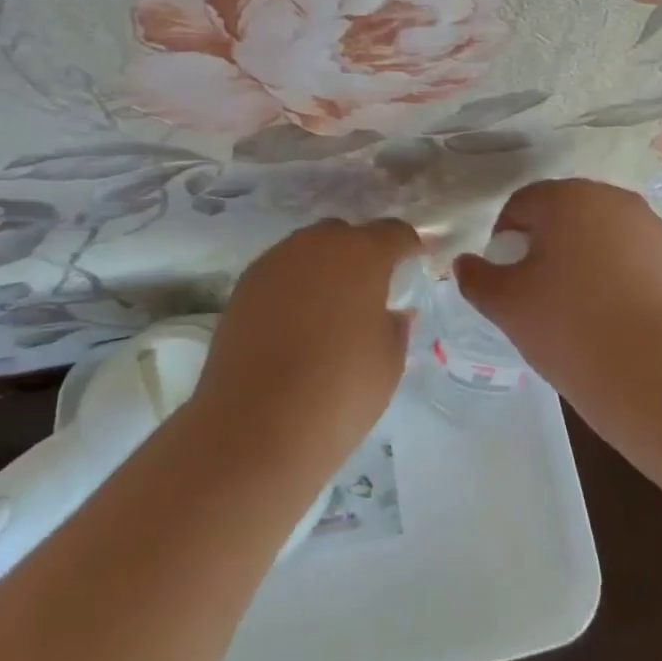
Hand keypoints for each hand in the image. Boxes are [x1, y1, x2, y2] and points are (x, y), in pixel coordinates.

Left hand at [193, 218, 420, 470]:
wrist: (253, 428)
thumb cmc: (338, 392)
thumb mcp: (388, 363)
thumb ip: (396, 327)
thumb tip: (392, 313)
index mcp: (362, 254)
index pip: (394, 233)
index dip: (409, 245)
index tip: (417, 260)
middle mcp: (316, 245)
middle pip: (346, 235)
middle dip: (361, 254)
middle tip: (370, 290)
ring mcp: (275, 262)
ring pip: (309, 251)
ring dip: (324, 268)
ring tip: (330, 308)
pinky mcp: (244, 286)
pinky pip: (281, 273)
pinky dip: (294, 287)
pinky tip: (296, 322)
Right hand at [454, 179, 661, 410]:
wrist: (654, 375)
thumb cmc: (568, 327)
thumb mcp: (506, 305)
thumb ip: (477, 278)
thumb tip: (464, 264)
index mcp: (568, 197)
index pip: (521, 204)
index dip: (504, 238)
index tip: (505, 276)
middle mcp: (611, 198)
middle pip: (563, 213)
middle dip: (544, 243)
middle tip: (535, 290)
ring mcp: (649, 227)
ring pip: (598, 233)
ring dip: (581, 256)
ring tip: (574, 304)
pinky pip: (629, 255)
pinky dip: (613, 273)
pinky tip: (609, 313)